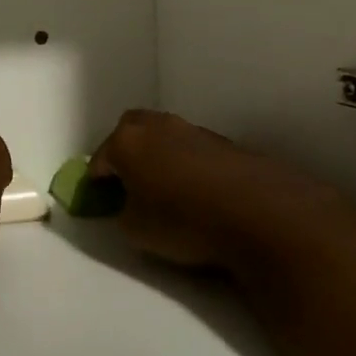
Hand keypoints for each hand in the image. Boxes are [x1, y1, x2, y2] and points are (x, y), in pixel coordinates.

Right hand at [90, 110, 340, 269]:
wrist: (259, 213)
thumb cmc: (183, 220)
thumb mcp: (135, 229)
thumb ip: (122, 211)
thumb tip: (129, 203)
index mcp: (127, 141)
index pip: (99, 158)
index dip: (96, 181)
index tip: (99, 200)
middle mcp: (158, 126)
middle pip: (131, 131)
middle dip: (125, 153)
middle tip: (128, 183)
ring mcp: (194, 130)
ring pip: (165, 137)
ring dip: (159, 156)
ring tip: (165, 189)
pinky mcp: (226, 143)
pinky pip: (193, 150)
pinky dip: (187, 164)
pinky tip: (197, 191)